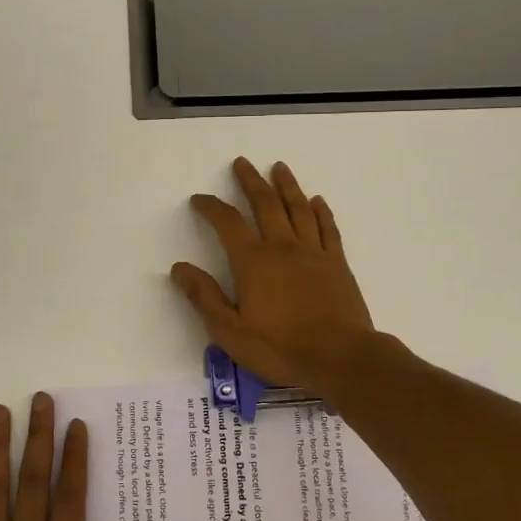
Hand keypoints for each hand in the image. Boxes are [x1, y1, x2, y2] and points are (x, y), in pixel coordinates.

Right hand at [171, 159, 379, 398]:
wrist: (341, 358)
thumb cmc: (281, 348)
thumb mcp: (230, 331)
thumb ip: (204, 297)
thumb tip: (179, 268)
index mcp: (253, 262)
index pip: (227, 223)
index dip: (211, 207)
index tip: (200, 199)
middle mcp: (283, 247)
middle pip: (265, 204)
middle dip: (250, 181)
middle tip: (241, 163)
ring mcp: (314, 252)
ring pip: (298, 208)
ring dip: (286, 185)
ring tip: (279, 167)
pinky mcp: (338, 263)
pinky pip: (328, 228)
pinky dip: (321, 211)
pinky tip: (317, 201)